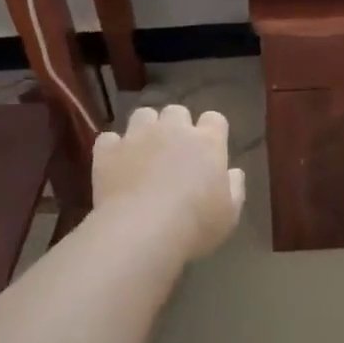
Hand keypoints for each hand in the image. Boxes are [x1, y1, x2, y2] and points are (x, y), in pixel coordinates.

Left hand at [92, 104, 245, 259]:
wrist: (142, 231)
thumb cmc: (195, 224)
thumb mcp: (229, 214)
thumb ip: (234, 188)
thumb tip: (233, 172)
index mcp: (207, 142)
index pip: (215, 118)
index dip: (212, 130)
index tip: (210, 148)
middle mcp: (173, 130)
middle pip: (177, 111)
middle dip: (176, 126)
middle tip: (175, 151)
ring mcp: (137, 136)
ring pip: (143, 114)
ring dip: (145, 128)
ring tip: (144, 151)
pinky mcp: (108, 151)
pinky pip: (109, 138)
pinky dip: (113, 148)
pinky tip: (115, 164)